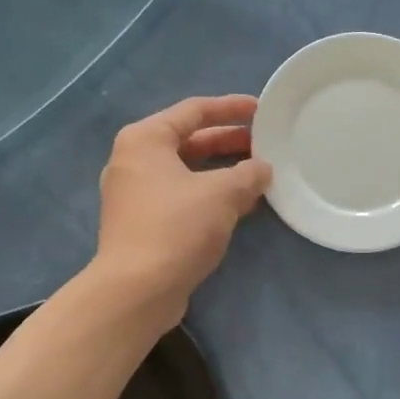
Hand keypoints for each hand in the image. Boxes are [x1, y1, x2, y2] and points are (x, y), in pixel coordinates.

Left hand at [94, 95, 272, 321]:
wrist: (137, 290)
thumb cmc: (177, 227)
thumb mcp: (222, 194)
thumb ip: (248, 174)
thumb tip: (262, 169)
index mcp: (145, 139)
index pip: (194, 110)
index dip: (231, 108)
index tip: (262, 111)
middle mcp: (134, 160)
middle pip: (189, 141)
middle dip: (229, 142)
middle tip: (265, 145)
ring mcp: (135, 194)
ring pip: (186, 172)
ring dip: (222, 172)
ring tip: (259, 175)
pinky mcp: (142, 223)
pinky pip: (181, 197)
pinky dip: (209, 195)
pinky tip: (240, 205)